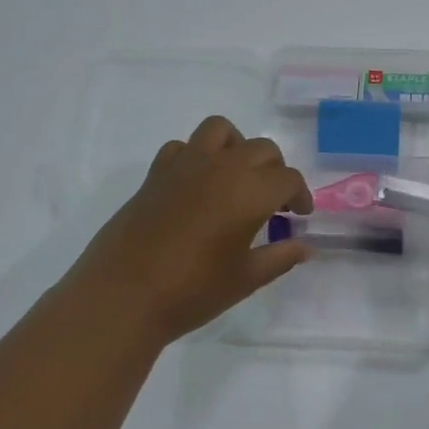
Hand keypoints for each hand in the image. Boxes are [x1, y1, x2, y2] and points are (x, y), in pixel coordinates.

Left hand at [63, 116, 313, 344]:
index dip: (300, 195)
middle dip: (275, 171)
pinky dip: (197, 156)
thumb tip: (305, 248)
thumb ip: (280, 258)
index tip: (300, 216)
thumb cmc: (192, 291)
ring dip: (237, 147)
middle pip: (261, 149)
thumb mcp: (245, 279)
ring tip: (237, 177)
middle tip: (274, 202)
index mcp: (250, 192)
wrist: (123, 297)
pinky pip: (183, 147)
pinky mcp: (156, 174)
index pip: (288, 178)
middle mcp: (222, 168)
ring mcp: (185, 166)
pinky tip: (197, 185)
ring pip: (220, 131)